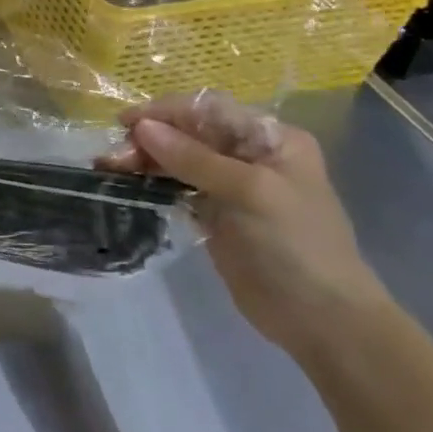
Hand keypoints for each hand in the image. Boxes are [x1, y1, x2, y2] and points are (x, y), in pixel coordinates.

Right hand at [96, 93, 391, 356]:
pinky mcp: (215, 212)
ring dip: (144, 159)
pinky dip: (151, 182)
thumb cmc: (295, 246)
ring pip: (177, 158)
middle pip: (188, 132)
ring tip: (110, 168)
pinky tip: (127, 183)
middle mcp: (250, 154)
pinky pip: (176, 186)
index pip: (208, 110)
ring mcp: (231, 184)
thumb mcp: (250, 193)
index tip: (125, 123)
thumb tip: (142, 128)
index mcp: (270, 138)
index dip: (165, 112)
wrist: (322, 321)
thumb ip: (194, 158)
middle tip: (114, 157)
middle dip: (150, 139)